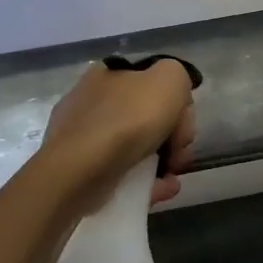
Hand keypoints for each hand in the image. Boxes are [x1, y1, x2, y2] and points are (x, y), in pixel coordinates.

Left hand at [36, 59, 195, 214]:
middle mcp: (93, 99)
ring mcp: (83, 136)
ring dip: (163, 161)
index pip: (154, 80)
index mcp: (109, 72)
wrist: (78, 172)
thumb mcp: (170, 79)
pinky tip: (161, 190)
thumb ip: (179, 77)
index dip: (176, 101)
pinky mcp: (80, 170)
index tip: (183, 121)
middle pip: (148, 114)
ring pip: (136, 146)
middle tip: (181, 152)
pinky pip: (122, 171)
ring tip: (172, 178)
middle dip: (174, 135)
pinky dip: (145, 181)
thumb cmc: (127, 120)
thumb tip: (175, 97)